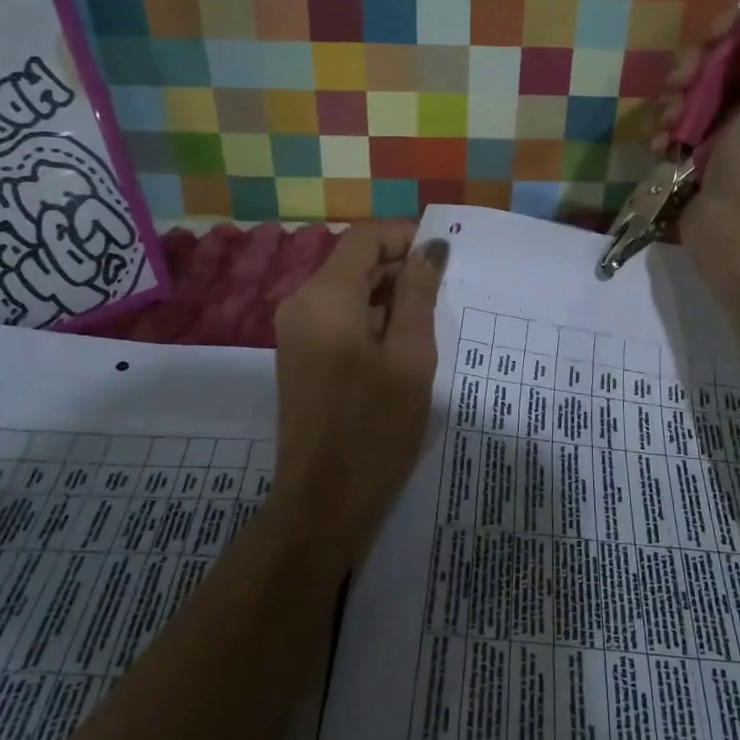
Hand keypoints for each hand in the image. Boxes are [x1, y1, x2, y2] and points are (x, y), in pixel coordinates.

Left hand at [269, 222, 447, 567]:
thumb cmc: (375, 427)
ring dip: (386, 294)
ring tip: (428, 320)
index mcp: (325, 297)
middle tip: (444, 292)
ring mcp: (295, 331)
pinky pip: (336, 316)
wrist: (323, 502)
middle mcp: (301, 303)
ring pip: (346, 289)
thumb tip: (431, 248)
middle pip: (353, 261)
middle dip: (399, 267)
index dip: (405, 237)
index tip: (443, 258)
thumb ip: (419, 294)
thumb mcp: (410, 356)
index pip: (364, 238)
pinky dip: (369, 317)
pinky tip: (400, 344)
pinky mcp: (299, 354)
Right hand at [653, 3, 739, 282]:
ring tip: (666, 123)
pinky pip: (685, 125)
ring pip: (701, 91)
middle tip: (676, 85)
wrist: (739, 233)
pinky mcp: (710, 156)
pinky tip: (660, 143)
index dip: (736, 27)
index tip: (708, 39)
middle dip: (696, 66)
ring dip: (675, 100)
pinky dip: (669, 129)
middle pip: (730, 59)